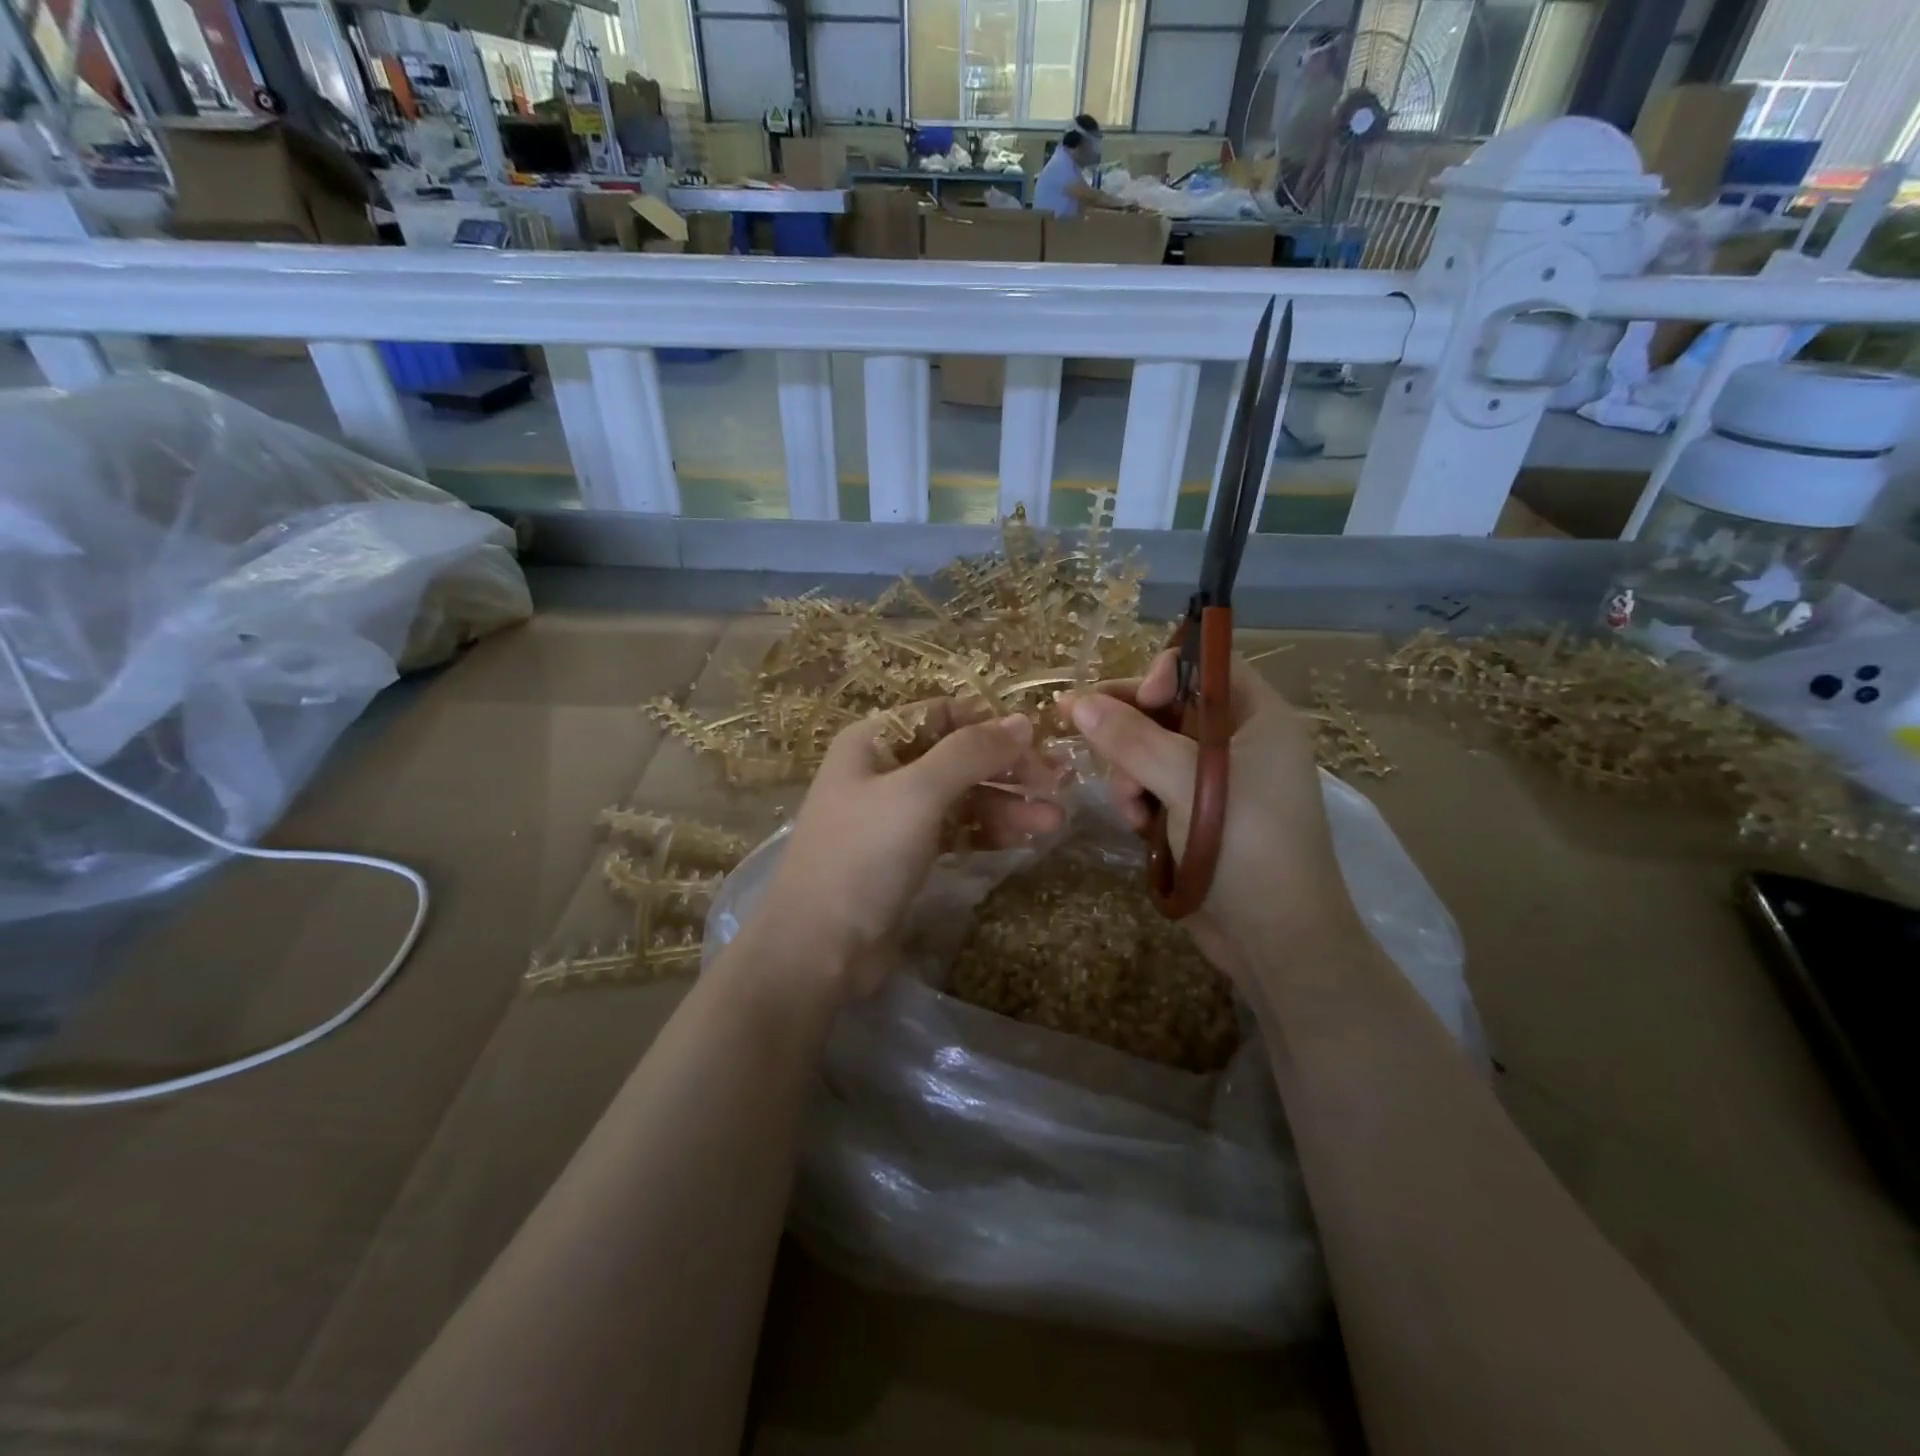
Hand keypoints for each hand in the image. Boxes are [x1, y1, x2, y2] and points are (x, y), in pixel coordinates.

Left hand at [753, 701, 1062, 1002]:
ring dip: (1007, 804)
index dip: (991, 725)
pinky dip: (989, 831)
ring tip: (1054, 821)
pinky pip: (957, 830)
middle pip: (959, 756)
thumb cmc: (862, 857)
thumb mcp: (916, 794)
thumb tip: (1022, 721)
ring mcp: (897, 814)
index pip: (944, 714)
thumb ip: (970, 753)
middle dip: (1008, 769)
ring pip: (963, 796)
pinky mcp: (909, 854)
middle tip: (1060, 785)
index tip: (1039, 744)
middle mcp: (885, 769)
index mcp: (875, 740)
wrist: (818, 948)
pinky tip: (1026, 839)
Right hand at [1062, 651, 1364, 984]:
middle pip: (1171, 709)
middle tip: (1086, 733)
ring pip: (1152, 752)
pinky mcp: (1196, 819)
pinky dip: (1139, 801)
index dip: (1166, 673)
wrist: (1277, 940)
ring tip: (1129, 804)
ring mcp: (1216, 785)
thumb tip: (1077, 701)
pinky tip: (1135, 825)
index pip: (1208, 668)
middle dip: (1131, 728)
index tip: (1135, 700)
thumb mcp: (1187, 782)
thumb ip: (1132, 738)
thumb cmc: (1247, 845)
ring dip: (1129, 771)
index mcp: (1259, 719)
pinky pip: (1153, 789)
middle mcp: (1239, 744)